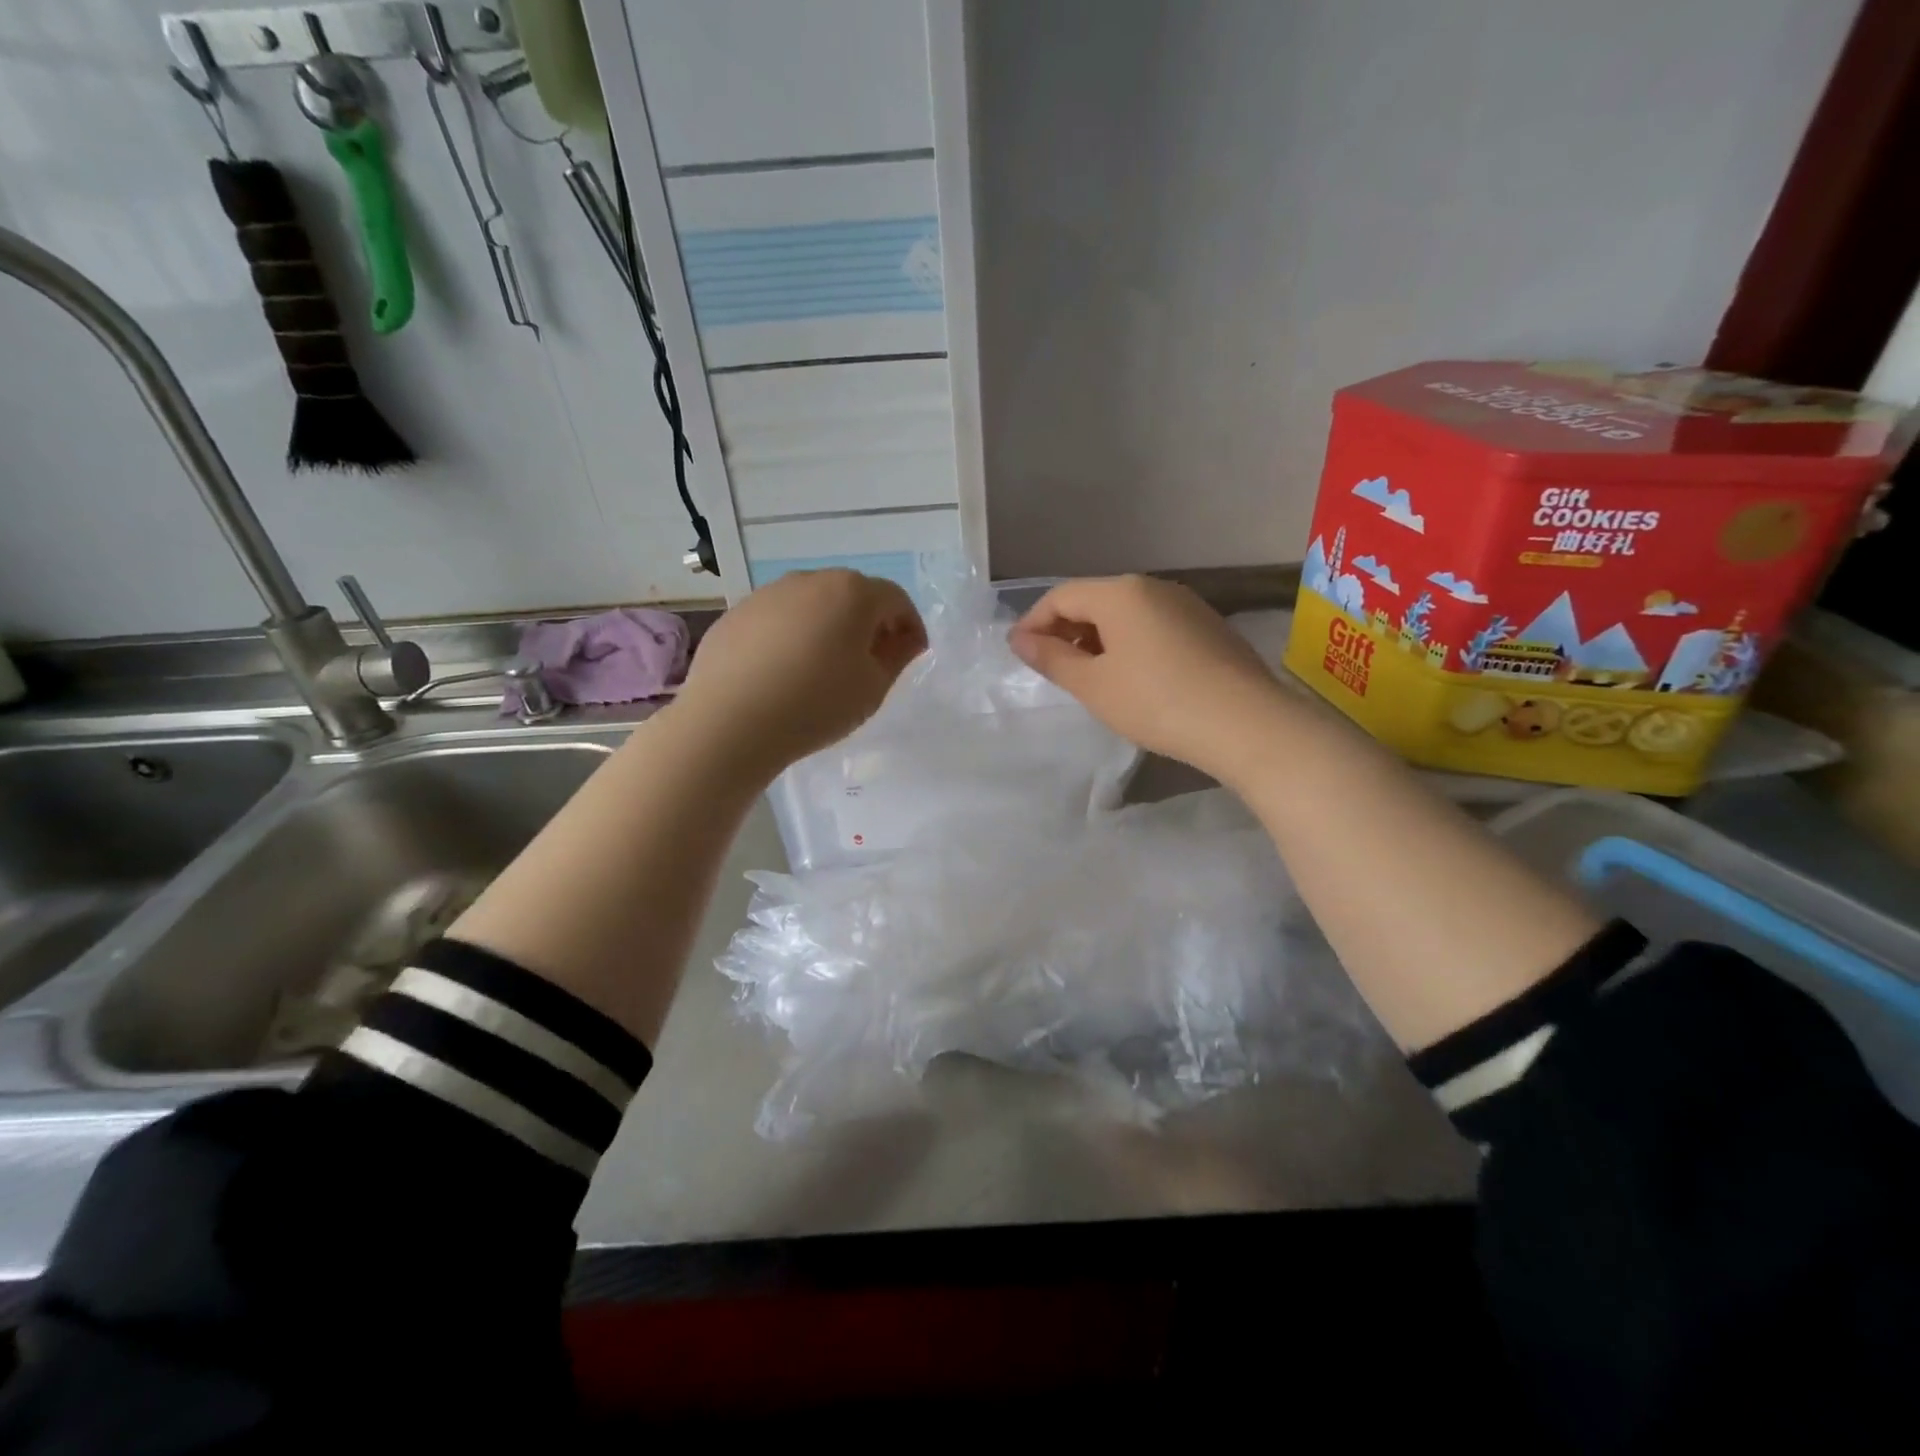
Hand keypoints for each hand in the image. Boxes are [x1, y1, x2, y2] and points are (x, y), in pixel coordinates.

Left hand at [673, 569, 927, 778]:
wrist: (730, 722)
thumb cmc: (816, 704)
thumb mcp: (873, 688)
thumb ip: (897, 656)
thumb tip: (906, 639)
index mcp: (852, 592)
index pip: (895, 599)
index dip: (910, 626)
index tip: (913, 654)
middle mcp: (810, 580)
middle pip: (852, 595)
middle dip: (869, 623)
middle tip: (872, 661)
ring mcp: (767, 594)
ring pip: (812, 604)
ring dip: (828, 627)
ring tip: (825, 668)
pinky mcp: (736, 614)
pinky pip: (778, 620)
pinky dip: (792, 636)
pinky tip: (785, 672)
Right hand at [1009, 575, 1287, 780]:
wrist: (1245, 723)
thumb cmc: (1156, 702)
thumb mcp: (1094, 685)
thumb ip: (1052, 658)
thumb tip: (1019, 639)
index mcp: (1120, 593)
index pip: (1061, 596)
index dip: (1034, 623)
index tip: (1020, 655)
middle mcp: (1153, 587)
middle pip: (1095, 600)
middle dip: (1066, 631)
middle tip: (1052, 669)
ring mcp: (1186, 605)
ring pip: (1126, 614)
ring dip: (1098, 640)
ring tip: (1090, 678)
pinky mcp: (1208, 627)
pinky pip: (1154, 626)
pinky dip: (1130, 645)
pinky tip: (1133, 679)